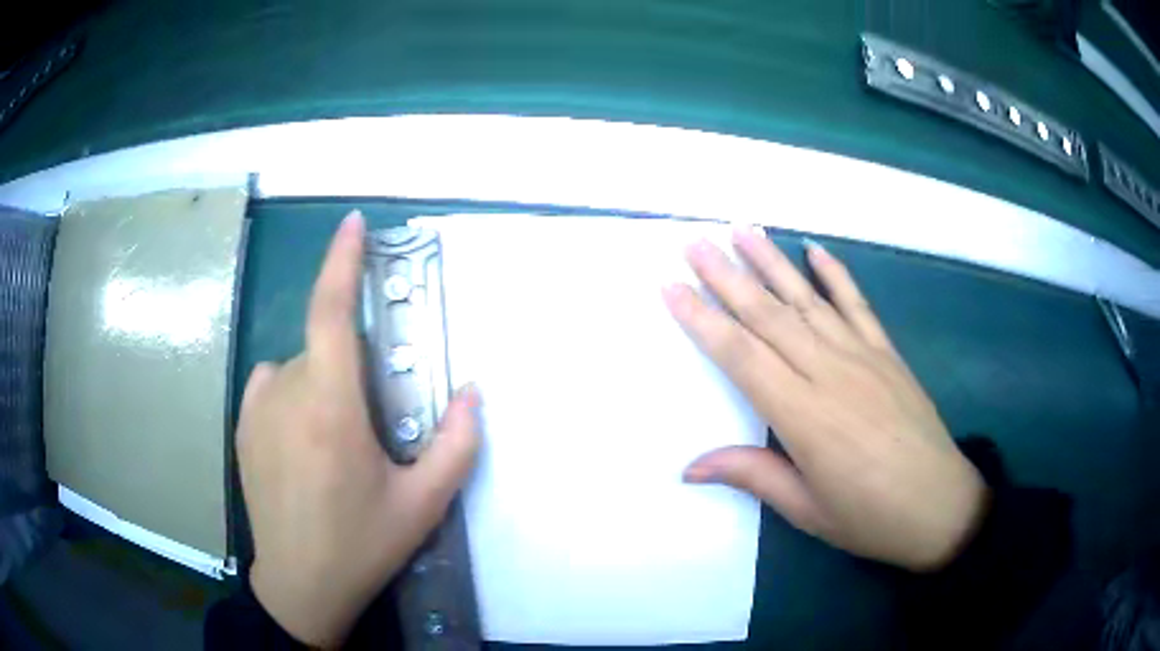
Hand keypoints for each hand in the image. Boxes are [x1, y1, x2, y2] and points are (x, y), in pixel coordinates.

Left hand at [236, 212, 480, 646]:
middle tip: (370, 428)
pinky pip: (274, 382)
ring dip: (324, 385)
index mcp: (331, 410)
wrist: (300, 585)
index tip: (353, 223)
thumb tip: (473, 391)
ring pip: (300, 367)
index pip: (331, 312)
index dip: (342, 261)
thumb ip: (457, 444)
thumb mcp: (423, 504)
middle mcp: (286, 395)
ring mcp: (257, 408)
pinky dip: (295, 392)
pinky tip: (301, 440)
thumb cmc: (362, 546)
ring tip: (334, 447)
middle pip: (325, 349)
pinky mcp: (242, 424)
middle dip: (353, 371)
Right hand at [663, 229, 987, 571]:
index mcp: (803, 416)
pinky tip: (815, 250)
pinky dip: (836, 274)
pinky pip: (858, 304)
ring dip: (773, 262)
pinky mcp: (887, 353)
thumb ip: (754, 476)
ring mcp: (862, 356)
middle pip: (769, 316)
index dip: (703, 320)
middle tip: (694, 242)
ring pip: (808, 300)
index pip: (742, 356)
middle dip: (727, 276)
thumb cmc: (869, 517)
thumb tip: (691, 467)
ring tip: (742, 230)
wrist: (940, 506)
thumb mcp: (808, 510)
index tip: (672, 287)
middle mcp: (829, 373)